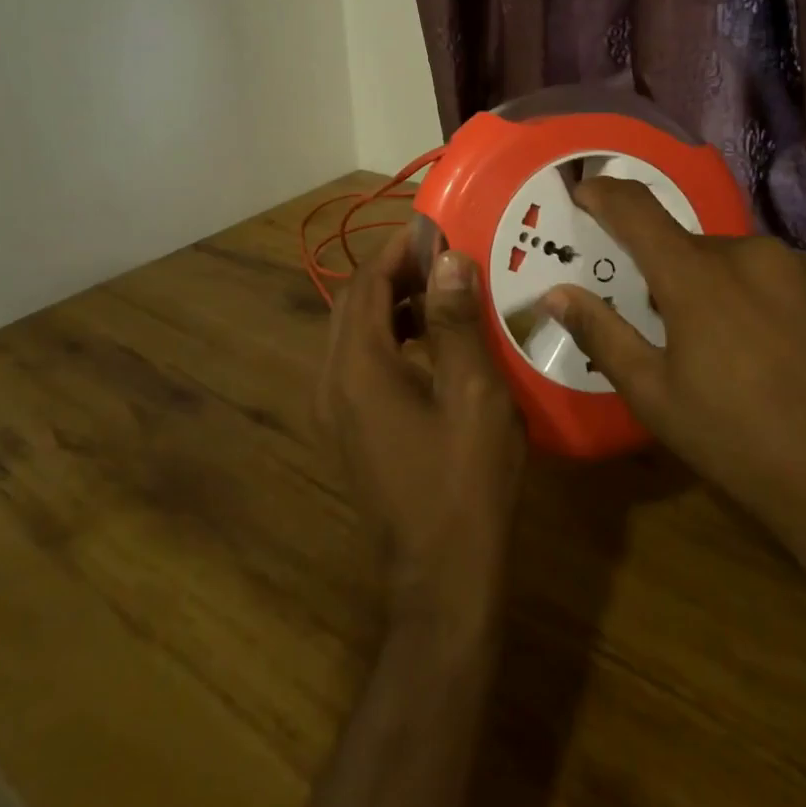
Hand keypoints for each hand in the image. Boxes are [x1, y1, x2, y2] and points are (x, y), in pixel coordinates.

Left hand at [317, 228, 526, 631]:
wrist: (442, 578)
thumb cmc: (466, 483)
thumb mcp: (473, 394)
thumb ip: (456, 321)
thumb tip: (448, 258)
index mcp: (357, 367)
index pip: (366, 284)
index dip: (398, 249)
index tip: (437, 227)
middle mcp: (332, 381)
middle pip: (354, 304)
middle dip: (395, 272)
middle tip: (444, 255)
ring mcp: (335, 409)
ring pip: (355, 332)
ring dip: (393, 304)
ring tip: (444, 290)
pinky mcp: (349, 428)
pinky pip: (360, 362)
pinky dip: (390, 337)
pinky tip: (432, 342)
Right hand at [541, 178, 805, 602]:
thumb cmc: (742, 449)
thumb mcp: (654, 398)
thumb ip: (601, 333)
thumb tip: (555, 293)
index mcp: (698, 277)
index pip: (636, 210)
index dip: (605, 195)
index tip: (587, 193)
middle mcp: (758, 254)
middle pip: (700, 249)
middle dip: (683, 278)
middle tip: (688, 333)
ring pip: (756, 265)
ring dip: (741, 291)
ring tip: (756, 353)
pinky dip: (792, 304)